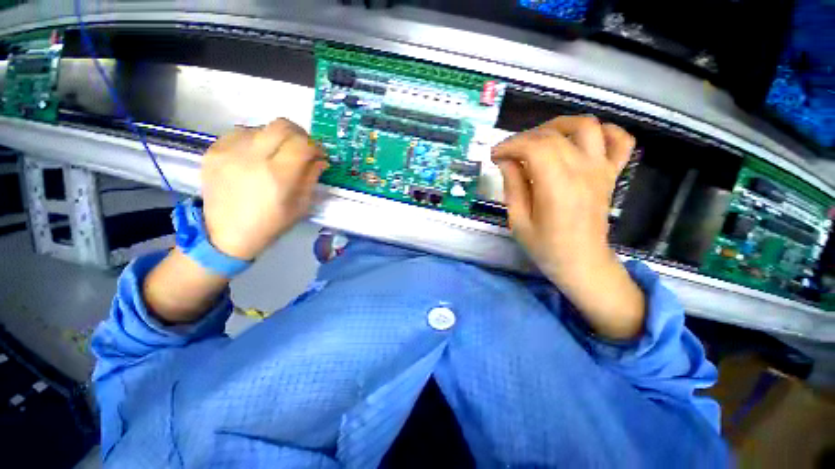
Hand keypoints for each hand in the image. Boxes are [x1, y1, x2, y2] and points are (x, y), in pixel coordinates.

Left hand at [201, 119, 326, 259]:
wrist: (225, 234)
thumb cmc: (270, 224)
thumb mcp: (301, 206)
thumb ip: (311, 178)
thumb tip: (320, 160)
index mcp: (278, 175)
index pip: (303, 144)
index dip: (316, 146)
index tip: (319, 154)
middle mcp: (252, 157)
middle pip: (282, 125)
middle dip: (299, 134)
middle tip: (302, 147)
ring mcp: (229, 151)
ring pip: (261, 127)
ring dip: (276, 138)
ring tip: (277, 154)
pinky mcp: (213, 150)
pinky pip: (240, 133)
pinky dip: (254, 140)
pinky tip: (255, 156)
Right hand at [492, 116, 644, 338]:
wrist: (582, 263)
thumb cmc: (546, 247)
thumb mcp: (518, 222)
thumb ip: (512, 187)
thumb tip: (505, 161)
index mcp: (557, 187)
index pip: (533, 148)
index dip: (510, 145)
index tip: (495, 155)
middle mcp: (582, 172)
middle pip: (552, 136)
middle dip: (523, 138)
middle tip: (509, 153)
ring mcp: (601, 170)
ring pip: (586, 126)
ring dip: (558, 125)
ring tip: (539, 139)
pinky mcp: (611, 174)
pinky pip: (619, 140)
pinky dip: (603, 131)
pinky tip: (582, 140)